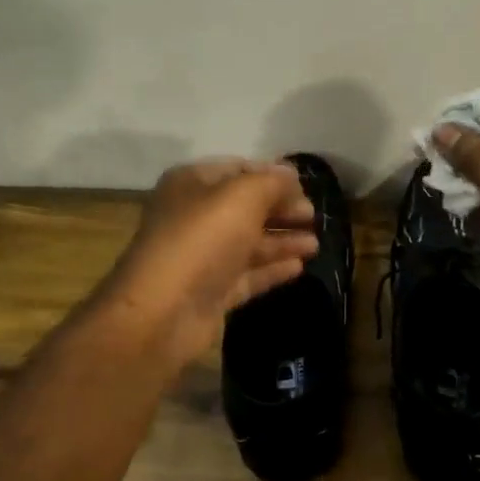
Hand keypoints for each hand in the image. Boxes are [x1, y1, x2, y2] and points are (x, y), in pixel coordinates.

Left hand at [100, 158, 318, 367]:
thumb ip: (272, 182)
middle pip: (246, 207)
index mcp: (192, 184)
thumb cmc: (202, 240)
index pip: (239, 169)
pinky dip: (272, 269)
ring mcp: (202, 256)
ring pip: (249, 243)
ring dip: (283, 241)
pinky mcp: (211, 291)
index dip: (273, 175)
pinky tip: (300, 267)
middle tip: (313, 217)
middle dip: (281, 210)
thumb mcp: (242, 196)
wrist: (163, 311)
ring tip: (315, 244)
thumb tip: (292, 175)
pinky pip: (247, 274)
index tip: (305, 186)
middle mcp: (195, 216)